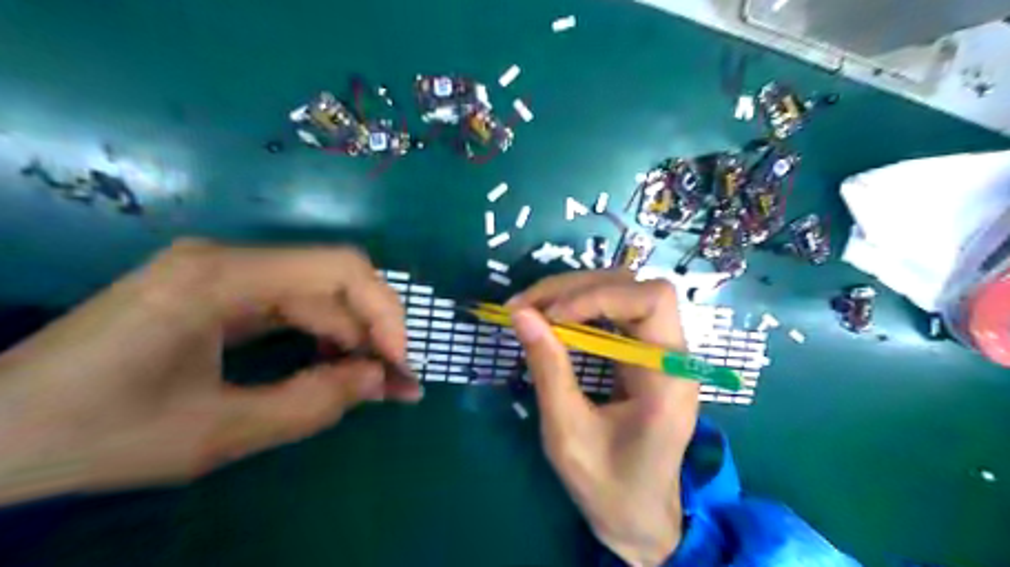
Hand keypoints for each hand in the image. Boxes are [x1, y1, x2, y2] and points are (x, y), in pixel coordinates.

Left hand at [0, 239, 420, 505]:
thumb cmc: (95, 432)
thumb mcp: (216, 433)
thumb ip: (312, 404)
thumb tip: (381, 380)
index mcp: (222, 276)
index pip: (341, 269)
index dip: (384, 313)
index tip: (399, 365)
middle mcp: (228, 258)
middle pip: (334, 280)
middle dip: (373, 331)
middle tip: (396, 385)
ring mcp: (222, 271)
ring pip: (317, 293)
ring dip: (351, 337)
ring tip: (372, 383)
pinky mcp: (217, 290)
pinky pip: (292, 305)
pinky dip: (322, 337)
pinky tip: (331, 368)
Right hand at [509, 270, 699, 565]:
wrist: (638, 516)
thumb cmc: (608, 486)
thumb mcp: (568, 432)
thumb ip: (548, 369)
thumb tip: (521, 314)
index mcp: (669, 377)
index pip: (651, 301)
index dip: (598, 296)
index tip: (548, 315)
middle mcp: (673, 354)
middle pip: (634, 286)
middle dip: (576, 288)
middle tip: (525, 306)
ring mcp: (659, 351)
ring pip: (622, 292)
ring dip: (574, 293)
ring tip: (531, 309)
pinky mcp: (643, 354)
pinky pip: (614, 313)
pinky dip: (578, 308)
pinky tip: (551, 319)